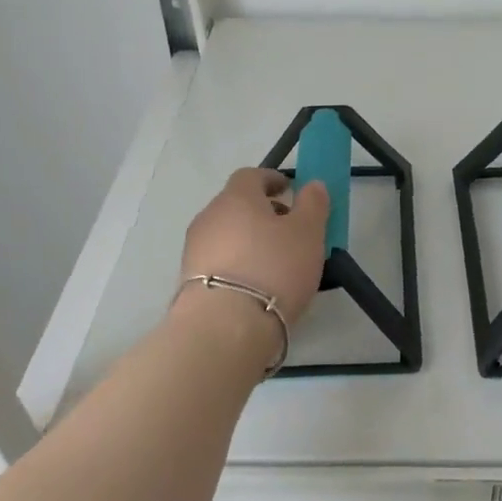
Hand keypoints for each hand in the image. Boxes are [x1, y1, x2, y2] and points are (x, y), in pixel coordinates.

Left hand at [179, 168, 329, 325]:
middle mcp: (209, 216)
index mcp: (236, 197)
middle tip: (288, 230)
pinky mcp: (188, 280)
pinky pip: (219, 261)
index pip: (251, 175)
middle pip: (236, 205)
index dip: (271, 180)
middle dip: (261, 212)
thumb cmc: (273, 268)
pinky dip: (237, 264)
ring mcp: (194, 248)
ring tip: (274, 263)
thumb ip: (313, 204)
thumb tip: (313, 184)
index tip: (289, 191)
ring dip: (248, 240)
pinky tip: (255, 285)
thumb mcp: (308, 233)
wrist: (225, 325)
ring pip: (226, 234)